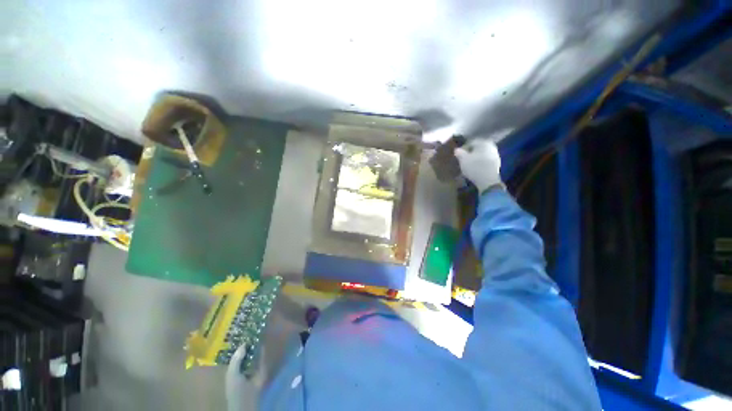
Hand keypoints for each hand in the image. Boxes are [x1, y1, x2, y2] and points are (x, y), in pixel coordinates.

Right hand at [454, 139, 501, 191]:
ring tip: (468, 165)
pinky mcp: (496, 163)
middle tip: (463, 160)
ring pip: (482, 154)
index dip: (463, 148)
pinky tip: (475, 168)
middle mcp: (491, 146)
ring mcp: (495, 155)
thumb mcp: (463, 160)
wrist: (488, 181)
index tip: (458, 155)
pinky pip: (485, 160)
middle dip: (470, 153)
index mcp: (483, 142)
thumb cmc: (474, 167)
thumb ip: (459, 153)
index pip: (471, 142)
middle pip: (477, 148)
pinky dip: (480, 163)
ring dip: (475, 158)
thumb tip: (457, 149)